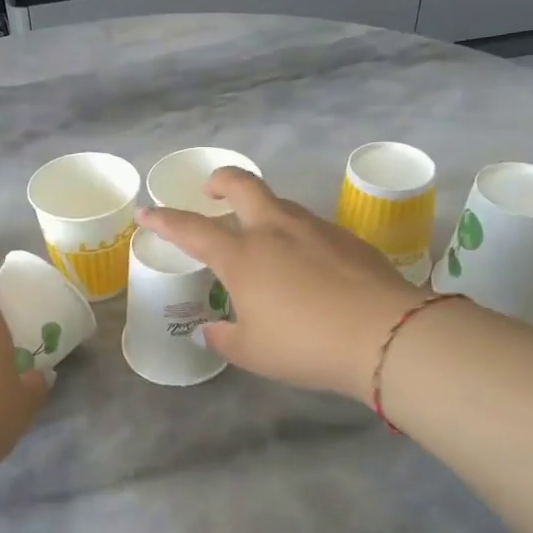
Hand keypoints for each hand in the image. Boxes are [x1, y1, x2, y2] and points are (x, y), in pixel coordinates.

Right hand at [136, 169, 425, 403]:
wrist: (386, 334)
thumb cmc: (305, 344)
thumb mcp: (253, 352)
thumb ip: (224, 338)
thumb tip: (210, 330)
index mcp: (242, 255)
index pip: (191, 229)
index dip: (164, 219)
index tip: (146, 212)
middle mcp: (274, 230)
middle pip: (242, 184)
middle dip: (220, 181)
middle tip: (211, 191)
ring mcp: (314, 229)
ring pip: (280, 203)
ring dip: (262, 209)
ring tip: (262, 237)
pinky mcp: (347, 238)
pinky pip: (310, 226)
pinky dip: (296, 234)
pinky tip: (306, 263)